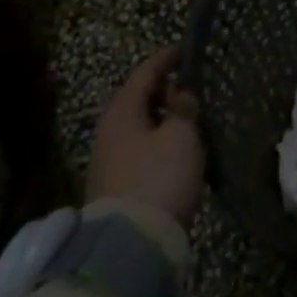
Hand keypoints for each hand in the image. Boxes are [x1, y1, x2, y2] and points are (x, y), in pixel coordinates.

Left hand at [86, 47, 205, 223]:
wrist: (129, 247)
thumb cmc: (158, 178)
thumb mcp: (181, 135)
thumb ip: (184, 109)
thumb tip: (180, 95)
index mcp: (122, 111)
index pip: (145, 73)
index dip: (165, 59)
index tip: (183, 50)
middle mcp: (109, 131)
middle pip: (137, 100)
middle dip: (162, 91)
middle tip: (189, 87)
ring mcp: (108, 161)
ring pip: (138, 127)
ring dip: (160, 120)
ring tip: (187, 120)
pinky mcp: (114, 187)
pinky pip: (138, 151)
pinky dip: (156, 142)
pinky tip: (175, 152)